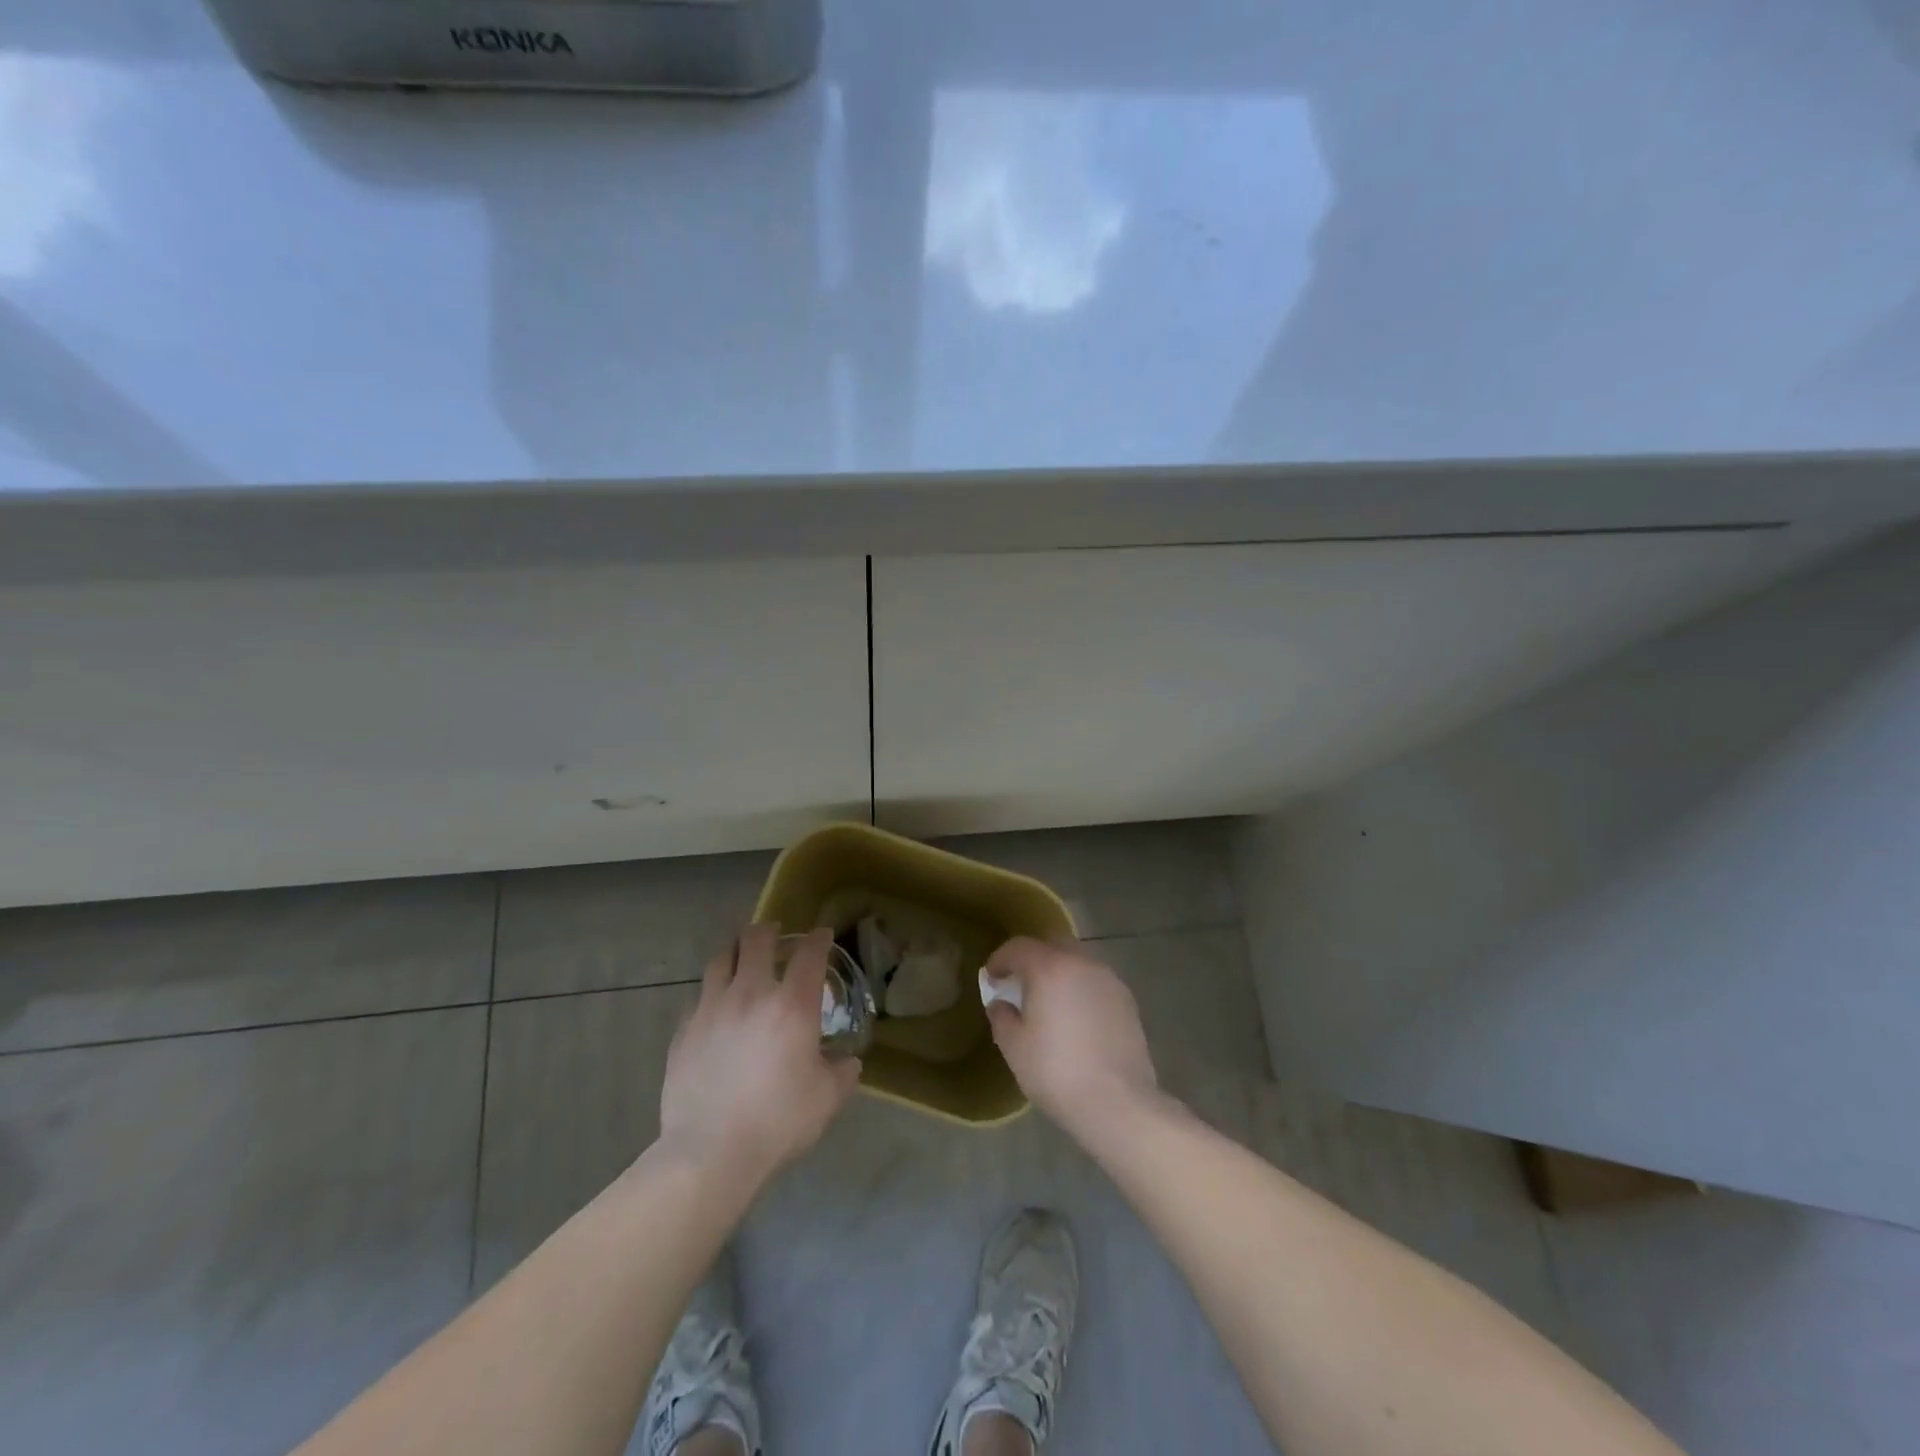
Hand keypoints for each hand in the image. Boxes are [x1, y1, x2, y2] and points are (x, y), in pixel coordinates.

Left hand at [657, 924, 861, 1187]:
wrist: (710, 1152)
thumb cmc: (778, 1121)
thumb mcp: (826, 1099)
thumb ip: (841, 1073)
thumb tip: (846, 1062)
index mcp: (791, 1005)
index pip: (809, 954)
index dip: (819, 939)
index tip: (823, 936)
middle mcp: (751, 994)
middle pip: (757, 940)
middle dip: (770, 931)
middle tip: (776, 936)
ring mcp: (711, 1009)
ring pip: (721, 960)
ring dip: (736, 953)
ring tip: (742, 960)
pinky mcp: (684, 1031)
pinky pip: (699, 998)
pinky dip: (712, 994)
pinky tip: (717, 1009)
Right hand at [983, 937, 1158, 1138]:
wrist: (1118, 1103)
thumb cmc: (1056, 1072)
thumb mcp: (1014, 1047)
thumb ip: (1002, 1017)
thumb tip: (1001, 1004)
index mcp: (1050, 968)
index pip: (1018, 947)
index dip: (1000, 959)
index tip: (991, 978)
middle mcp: (1081, 963)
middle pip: (1052, 943)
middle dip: (1033, 957)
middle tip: (1020, 983)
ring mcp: (1109, 979)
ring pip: (1078, 960)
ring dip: (1060, 971)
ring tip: (1050, 1000)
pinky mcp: (1127, 1000)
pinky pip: (1096, 981)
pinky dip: (1081, 987)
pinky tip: (1076, 1016)